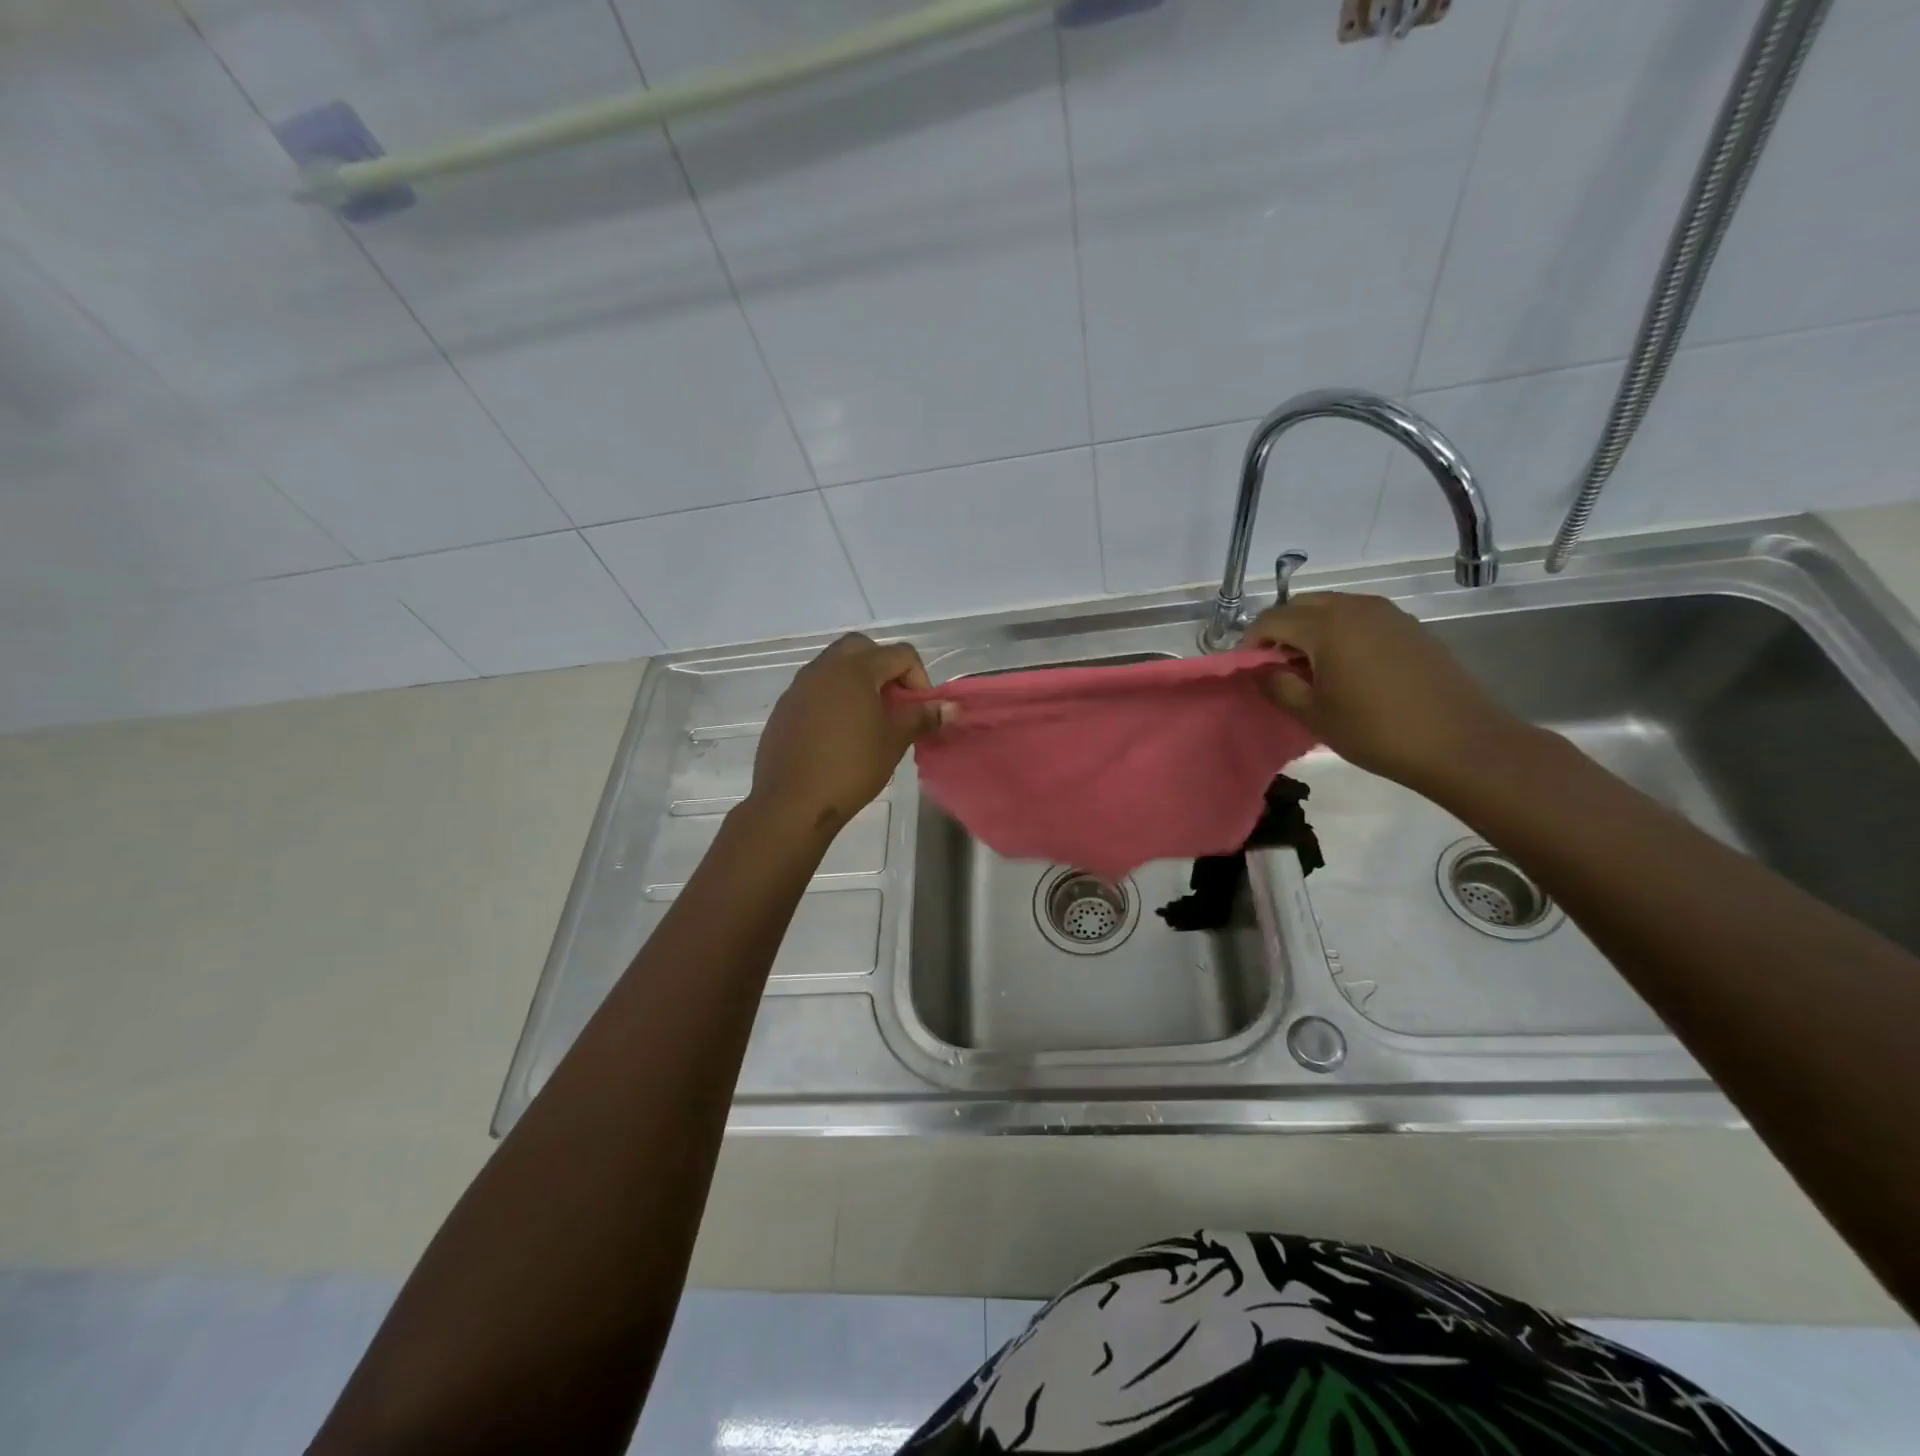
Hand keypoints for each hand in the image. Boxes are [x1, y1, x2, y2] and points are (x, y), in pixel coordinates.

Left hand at [748, 633, 950, 836]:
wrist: (792, 802)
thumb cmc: (851, 768)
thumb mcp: (894, 742)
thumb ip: (922, 717)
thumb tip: (952, 707)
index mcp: (855, 669)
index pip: (900, 654)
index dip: (919, 678)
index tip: (919, 710)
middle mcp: (824, 668)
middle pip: (862, 648)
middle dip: (884, 667)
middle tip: (894, 702)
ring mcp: (799, 686)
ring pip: (835, 665)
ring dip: (858, 680)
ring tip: (868, 718)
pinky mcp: (785, 707)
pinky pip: (815, 688)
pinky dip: (834, 697)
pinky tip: (839, 733)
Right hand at [1245, 592, 1527, 794]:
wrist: (1459, 742)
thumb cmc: (1376, 731)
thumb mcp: (1313, 714)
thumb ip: (1277, 686)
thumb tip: (1261, 669)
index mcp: (1327, 626)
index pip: (1272, 619)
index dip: (1252, 642)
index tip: (1249, 669)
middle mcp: (1356, 607)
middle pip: (1302, 605)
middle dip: (1281, 630)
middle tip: (1276, 667)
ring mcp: (1388, 614)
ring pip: (1333, 608)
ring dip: (1311, 630)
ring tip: (1310, 669)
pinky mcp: (1410, 627)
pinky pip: (1361, 618)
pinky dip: (1341, 633)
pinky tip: (1346, 669)